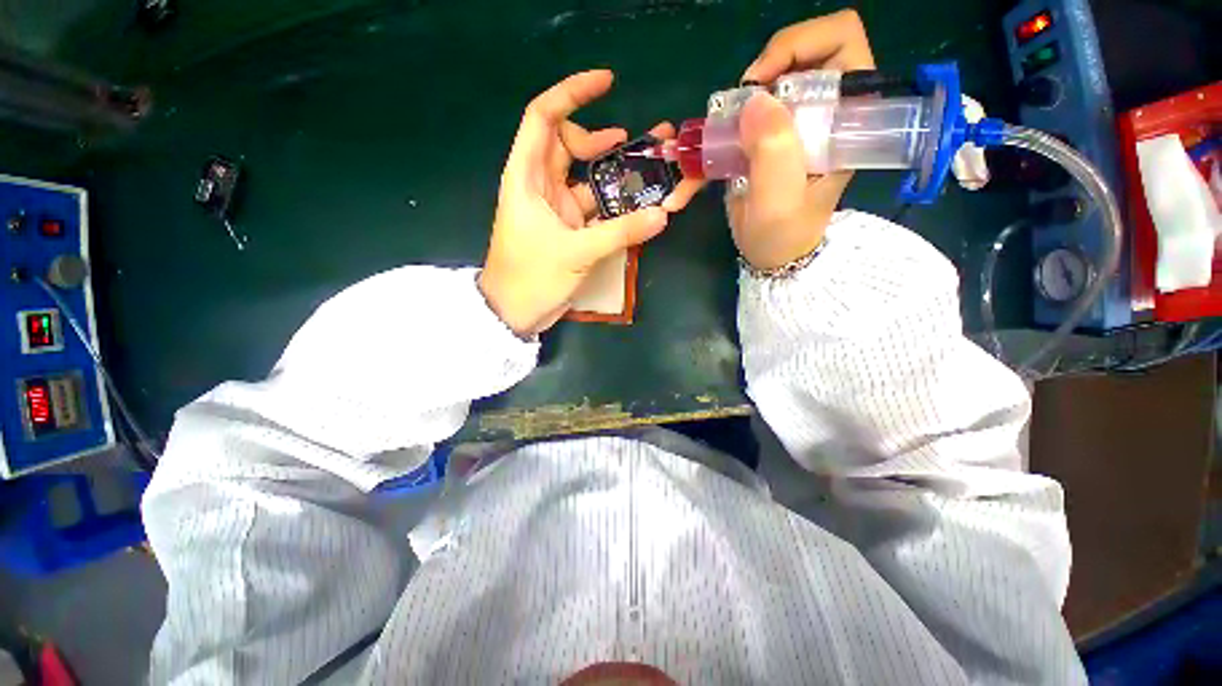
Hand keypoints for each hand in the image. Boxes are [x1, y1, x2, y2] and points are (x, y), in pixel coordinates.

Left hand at [479, 70, 694, 336]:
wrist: (514, 312)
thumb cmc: (531, 277)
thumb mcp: (575, 253)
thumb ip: (619, 233)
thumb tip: (662, 215)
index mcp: (527, 177)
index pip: (544, 118)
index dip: (572, 94)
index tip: (607, 83)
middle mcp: (541, 186)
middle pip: (570, 145)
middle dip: (602, 138)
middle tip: (639, 143)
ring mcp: (556, 209)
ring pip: (586, 178)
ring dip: (614, 173)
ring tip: (649, 169)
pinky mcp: (568, 229)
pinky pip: (594, 208)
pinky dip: (614, 205)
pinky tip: (638, 205)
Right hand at [730, 10, 875, 269]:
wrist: (772, 255)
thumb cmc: (782, 233)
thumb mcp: (779, 199)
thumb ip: (773, 151)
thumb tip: (755, 98)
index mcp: (845, 120)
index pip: (843, 43)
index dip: (802, 44)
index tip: (763, 81)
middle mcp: (826, 112)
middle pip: (807, 51)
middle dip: (770, 66)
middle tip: (741, 100)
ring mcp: (798, 122)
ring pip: (777, 77)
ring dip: (746, 94)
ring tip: (729, 126)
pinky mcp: (774, 136)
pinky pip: (755, 106)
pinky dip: (734, 114)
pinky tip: (723, 137)